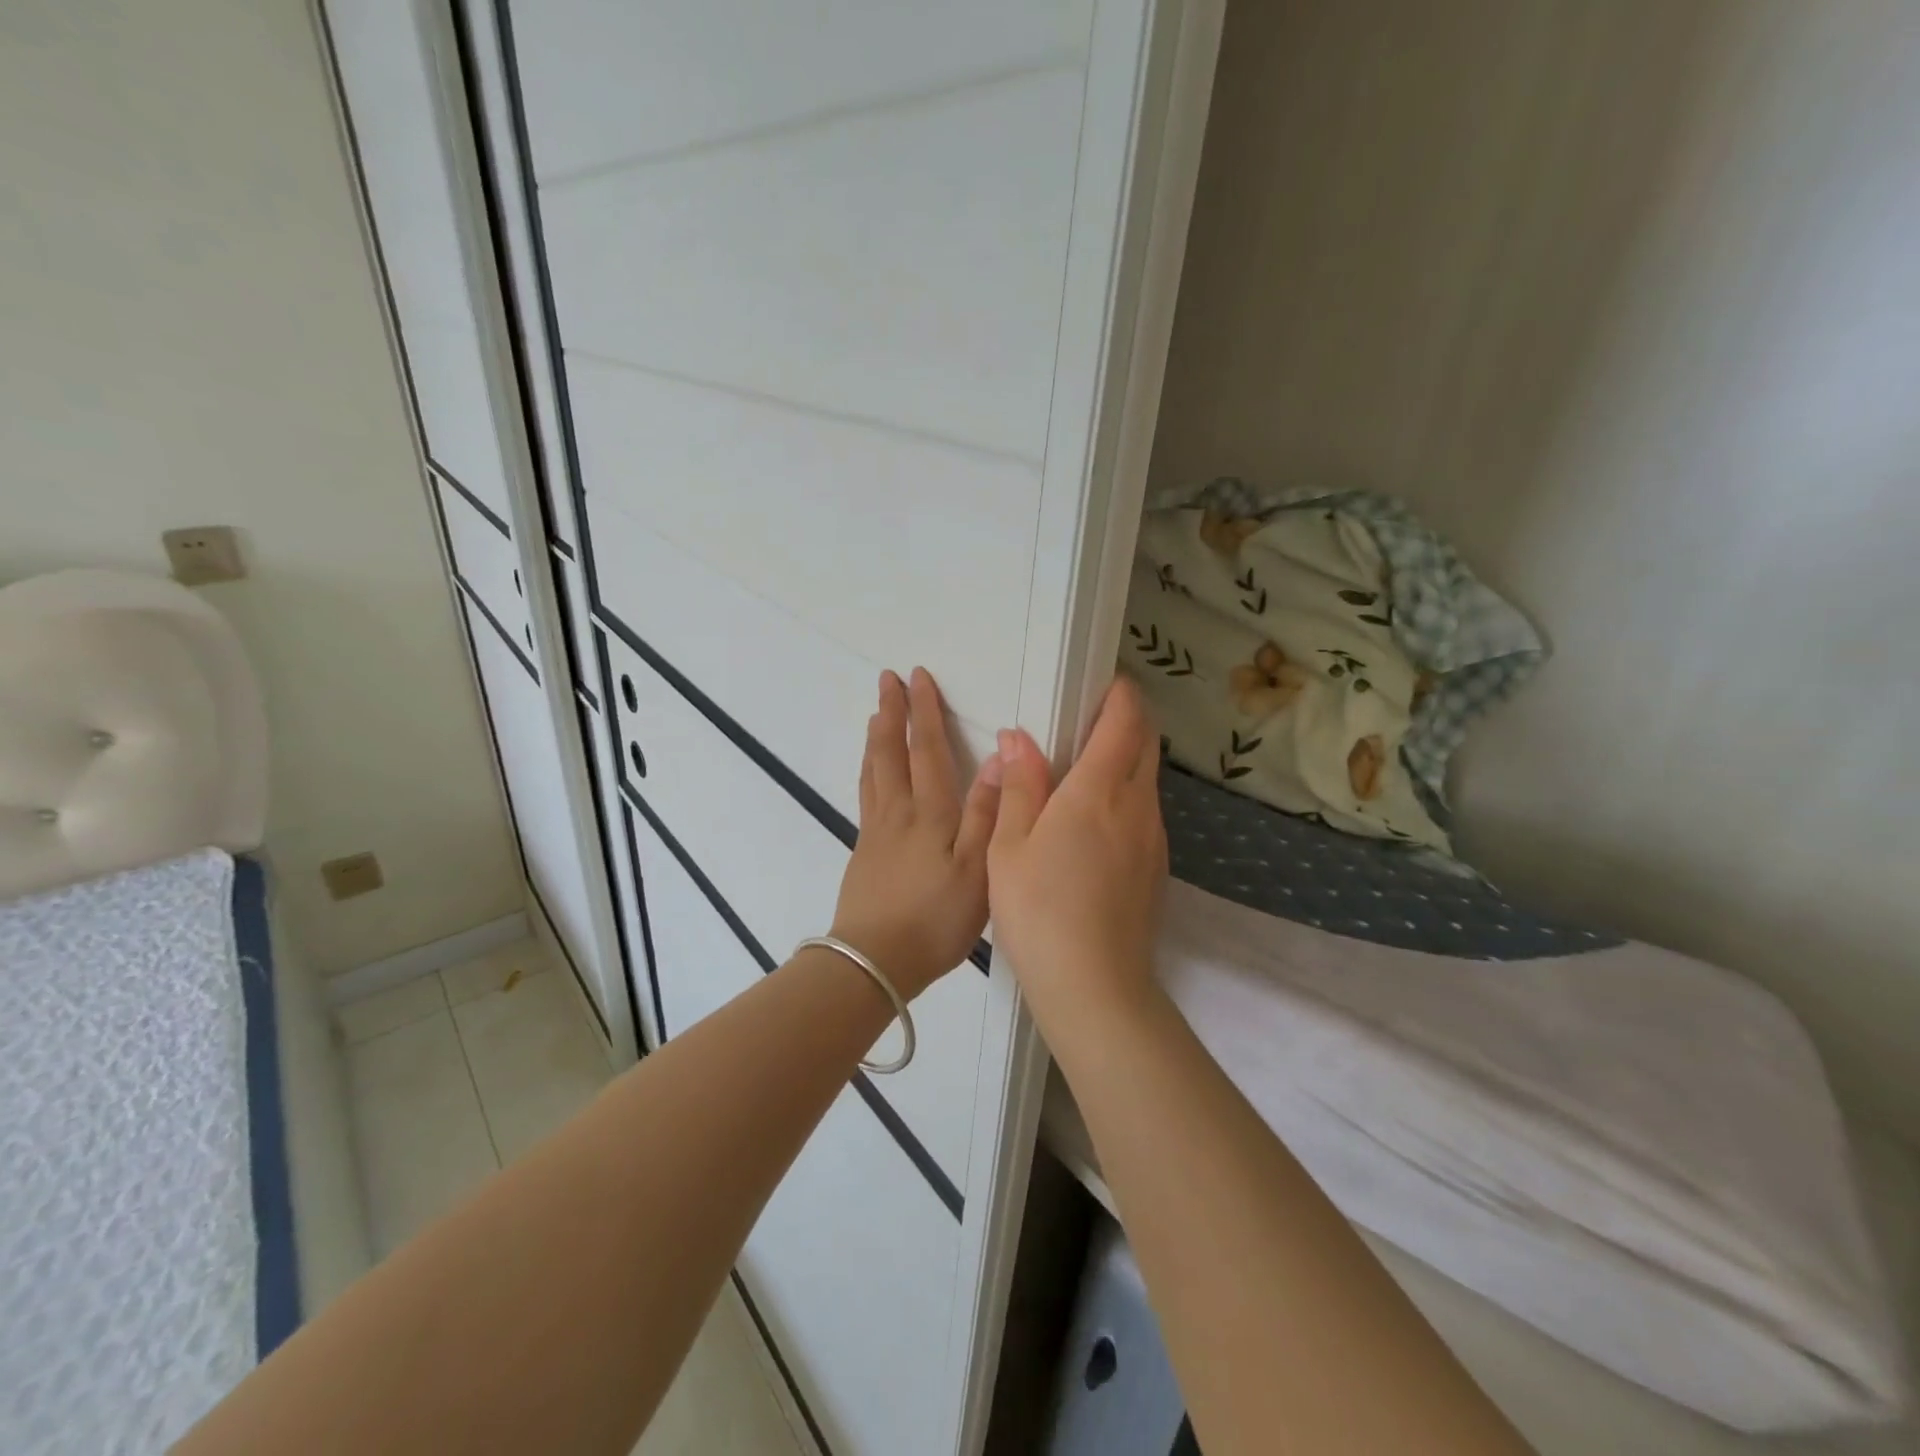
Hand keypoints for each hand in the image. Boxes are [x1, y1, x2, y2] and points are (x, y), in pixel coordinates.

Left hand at [830, 668, 1001, 998]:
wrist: (874, 961)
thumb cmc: (935, 918)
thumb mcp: (977, 869)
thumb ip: (988, 812)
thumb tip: (1001, 757)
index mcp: (930, 812)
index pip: (927, 749)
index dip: (924, 711)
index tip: (917, 677)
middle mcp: (898, 812)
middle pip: (891, 752)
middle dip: (891, 713)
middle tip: (886, 680)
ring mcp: (876, 832)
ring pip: (874, 772)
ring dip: (876, 738)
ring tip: (876, 715)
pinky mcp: (864, 853)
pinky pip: (866, 796)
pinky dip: (868, 771)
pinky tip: (871, 774)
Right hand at [987, 676, 1167, 1021]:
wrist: (1093, 986)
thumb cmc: (1038, 910)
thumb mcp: (1009, 846)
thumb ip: (1019, 786)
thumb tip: (1019, 738)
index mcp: (1098, 792)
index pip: (1124, 723)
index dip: (1121, 695)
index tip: (1107, 682)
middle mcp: (1137, 807)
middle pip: (1147, 745)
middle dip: (1129, 720)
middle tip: (1092, 717)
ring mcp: (1153, 840)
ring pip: (1148, 780)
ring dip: (1128, 760)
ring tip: (1086, 769)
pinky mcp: (1156, 869)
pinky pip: (1145, 814)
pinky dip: (1127, 797)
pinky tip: (1094, 823)